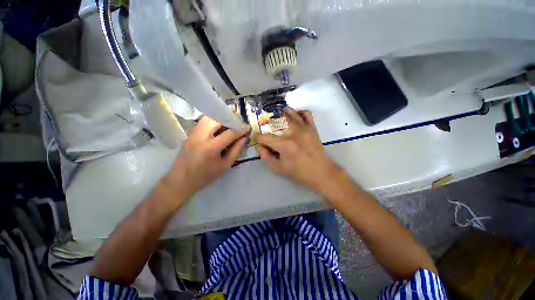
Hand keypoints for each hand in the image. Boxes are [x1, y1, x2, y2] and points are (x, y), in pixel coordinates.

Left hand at [164, 116, 249, 201]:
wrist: (181, 179)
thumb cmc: (205, 176)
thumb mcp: (225, 165)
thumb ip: (236, 150)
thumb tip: (244, 138)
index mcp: (211, 147)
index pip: (230, 133)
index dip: (241, 129)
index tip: (248, 127)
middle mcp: (201, 135)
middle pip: (218, 119)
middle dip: (231, 119)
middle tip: (239, 124)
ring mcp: (194, 132)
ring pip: (210, 117)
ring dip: (222, 118)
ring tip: (230, 124)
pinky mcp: (190, 132)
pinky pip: (204, 121)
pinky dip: (214, 120)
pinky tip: (219, 127)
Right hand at [254, 108, 339, 191]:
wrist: (321, 172)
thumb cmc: (298, 172)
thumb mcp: (278, 168)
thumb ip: (265, 156)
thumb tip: (259, 145)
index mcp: (284, 145)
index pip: (265, 137)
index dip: (257, 137)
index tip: (256, 138)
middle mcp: (294, 133)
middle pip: (276, 120)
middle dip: (267, 122)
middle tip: (265, 127)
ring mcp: (304, 128)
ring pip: (290, 113)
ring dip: (280, 114)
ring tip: (277, 118)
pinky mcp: (312, 127)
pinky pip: (305, 113)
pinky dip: (298, 112)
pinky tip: (294, 117)